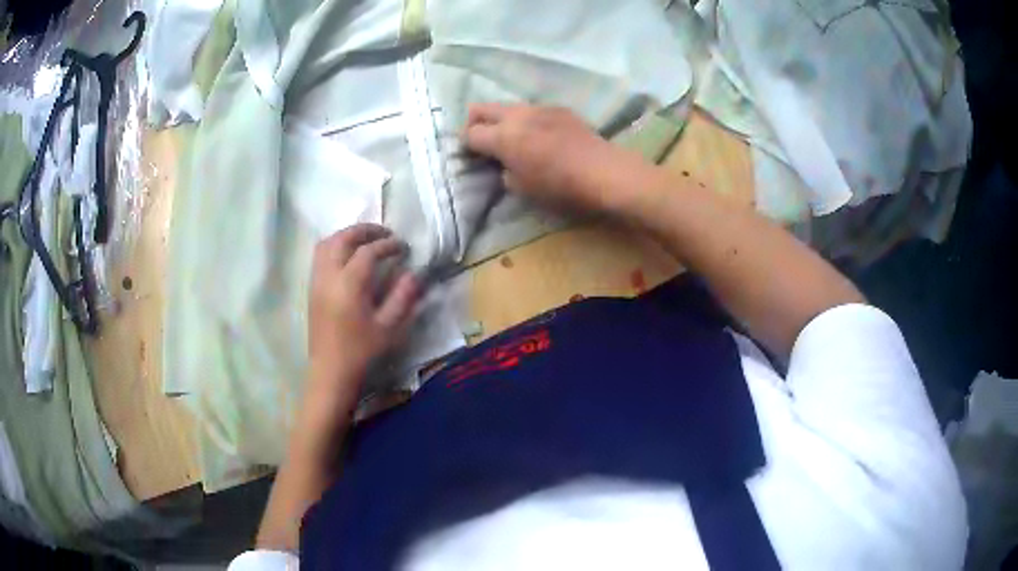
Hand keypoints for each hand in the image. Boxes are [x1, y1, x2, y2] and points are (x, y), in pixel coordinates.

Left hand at [307, 224, 420, 400]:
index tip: (403, 247)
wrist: (331, 372)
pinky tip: (349, 257)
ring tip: (366, 241)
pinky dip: (335, 246)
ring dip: (347, 236)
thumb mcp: (389, 327)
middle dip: (364, 230)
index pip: (368, 251)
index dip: (388, 245)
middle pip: (342, 238)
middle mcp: (329, 276)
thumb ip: (402, 297)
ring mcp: (317, 281)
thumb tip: (413, 274)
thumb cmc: (361, 351)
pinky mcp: (312, 289)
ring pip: (327, 243)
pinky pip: (320, 256)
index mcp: (349, 284)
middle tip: (385, 234)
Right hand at [462, 103, 649, 212]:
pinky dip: (526, 120)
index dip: (465, 145)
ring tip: (513, 138)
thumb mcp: (522, 188)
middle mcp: (516, 115)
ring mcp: (539, 108)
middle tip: (481, 140)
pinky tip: (540, 136)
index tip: (471, 155)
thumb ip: (504, 171)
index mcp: (503, 136)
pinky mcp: (559, 108)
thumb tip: (503, 163)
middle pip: (480, 108)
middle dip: (474, 122)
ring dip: (502, 120)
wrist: (603, 171)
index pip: (470, 133)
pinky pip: (532, 110)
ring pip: (507, 107)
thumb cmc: (560, 186)